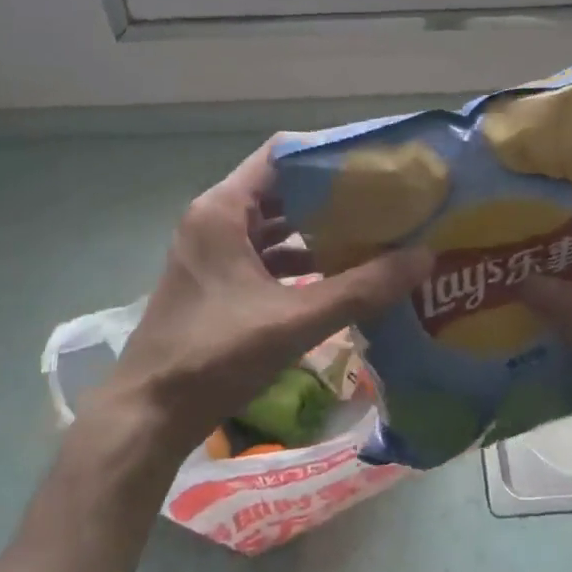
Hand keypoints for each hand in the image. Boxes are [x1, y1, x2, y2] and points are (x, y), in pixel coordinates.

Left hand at [75, 140, 430, 469]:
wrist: (147, 417)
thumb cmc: (215, 356)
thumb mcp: (294, 320)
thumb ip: (361, 289)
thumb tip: (424, 257)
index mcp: (222, 210)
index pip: (281, 155)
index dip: (327, 154)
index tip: (373, 162)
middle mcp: (213, 220)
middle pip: (280, 189)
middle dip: (330, 194)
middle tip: (383, 198)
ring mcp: (211, 252)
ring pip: (273, 225)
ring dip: (316, 230)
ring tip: (370, 232)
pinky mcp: (215, 282)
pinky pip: (264, 256)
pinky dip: (298, 259)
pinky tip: (337, 275)